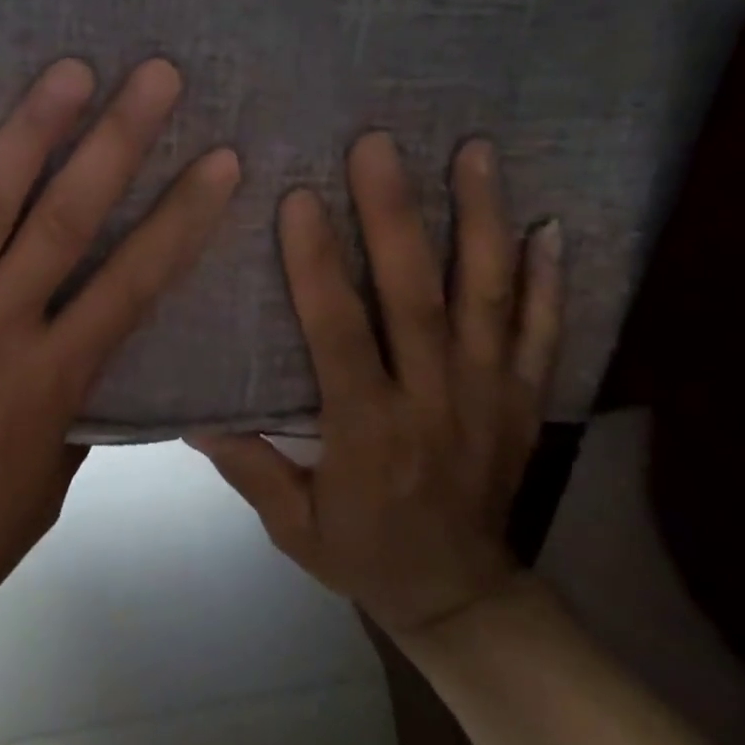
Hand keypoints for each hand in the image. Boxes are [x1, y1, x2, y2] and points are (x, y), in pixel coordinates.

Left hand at [0, 58, 240, 644]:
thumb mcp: (52, 483)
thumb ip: (76, 401)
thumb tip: (90, 339)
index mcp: (48, 380)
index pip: (133, 282)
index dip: (183, 217)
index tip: (222, 160)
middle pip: (65, 220)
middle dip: (117, 141)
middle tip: (154, 75)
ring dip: (27, 134)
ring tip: (66, 73)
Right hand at [191, 135, 562, 643]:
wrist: (460, 598)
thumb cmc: (364, 553)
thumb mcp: (292, 525)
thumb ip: (249, 466)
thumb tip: (192, 414)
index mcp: (368, 430)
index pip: (339, 334)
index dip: (317, 266)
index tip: (300, 199)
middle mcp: (434, 401)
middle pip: (416, 298)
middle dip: (395, 217)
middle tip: (379, 145)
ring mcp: (489, 396)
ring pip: (486, 298)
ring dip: (481, 221)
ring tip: (474, 152)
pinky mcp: (525, 400)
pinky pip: (544, 332)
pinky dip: (550, 278)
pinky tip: (552, 223)